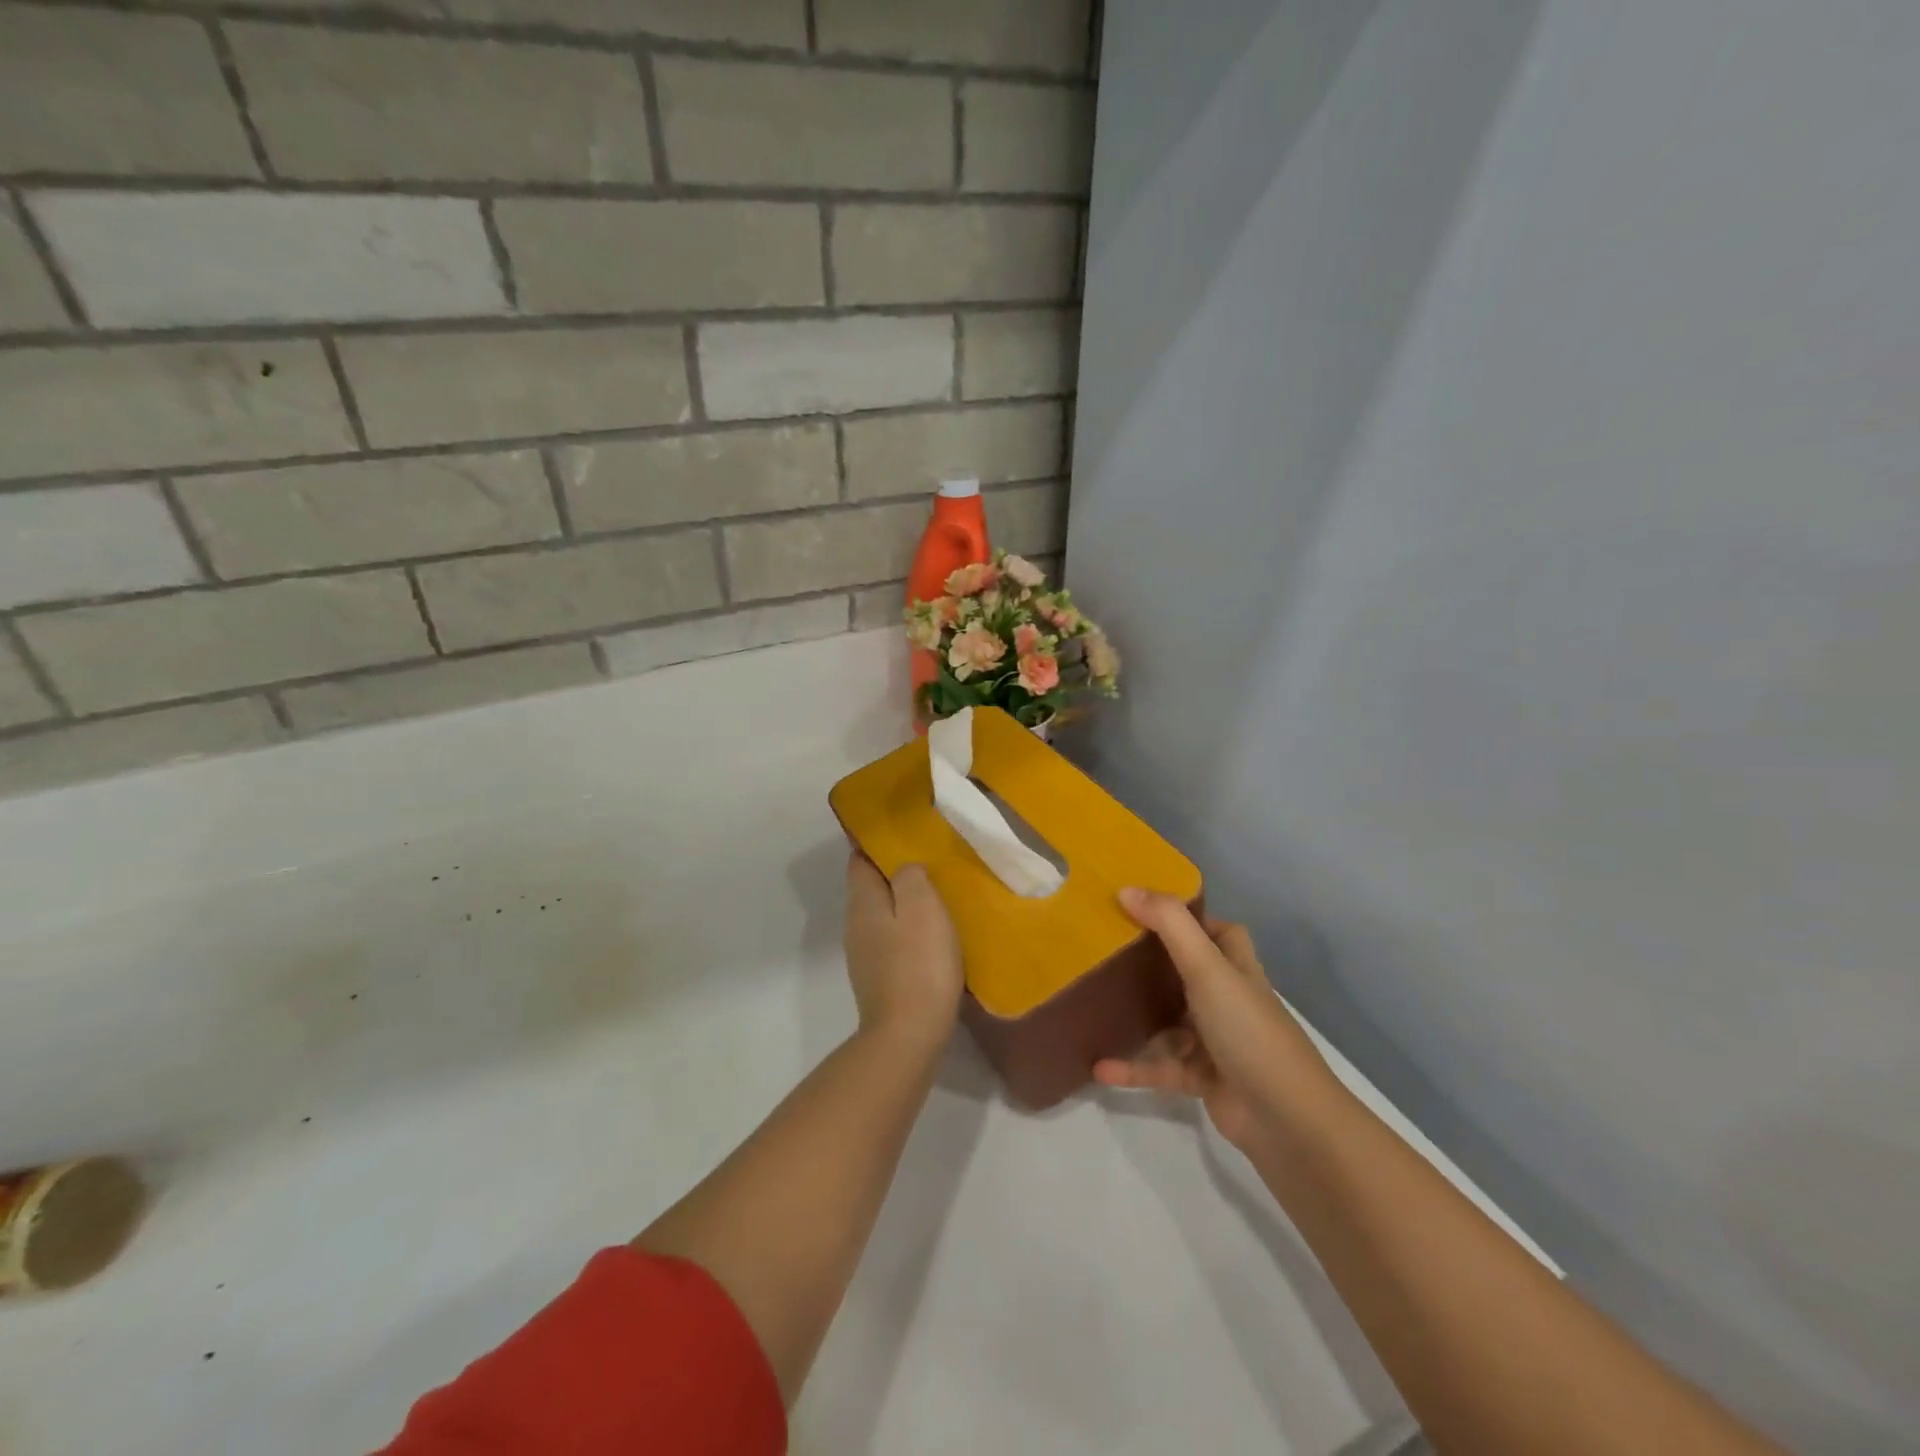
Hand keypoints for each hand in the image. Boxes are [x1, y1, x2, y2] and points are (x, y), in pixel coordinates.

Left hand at [843, 855, 963, 1049]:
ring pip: (883, 915)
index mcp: (862, 902)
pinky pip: (893, 941)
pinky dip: (909, 931)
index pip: (859, 860)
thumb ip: (910, 876)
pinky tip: (934, 936)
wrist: (909, 1036)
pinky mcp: (880, 979)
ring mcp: (865, 955)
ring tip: (938, 896)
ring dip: (905, 904)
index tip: (905, 834)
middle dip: (896, 873)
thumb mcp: (921, 906)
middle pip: (871, 888)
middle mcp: (856, 925)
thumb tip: (905, 868)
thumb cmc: (918, 963)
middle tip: (931, 862)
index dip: (878, 844)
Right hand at [1094, 890, 1331, 1152]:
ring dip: (1137, 1015)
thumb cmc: (1247, 1030)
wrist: (1286, 1119)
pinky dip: (1133, 1066)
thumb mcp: (1207, 968)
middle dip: (1153, 961)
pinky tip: (1098, 1066)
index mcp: (1236, 968)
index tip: (1144, 909)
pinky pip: (1161, 1066)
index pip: (1219, 932)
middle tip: (1108, 947)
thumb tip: (1126, 888)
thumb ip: (1169, 925)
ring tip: (1095, 1001)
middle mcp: (1228, 999)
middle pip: (1189, 971)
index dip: (1190, 918)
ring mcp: (1216, 1041)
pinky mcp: (1203, 1078)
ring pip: (1170, 1020)